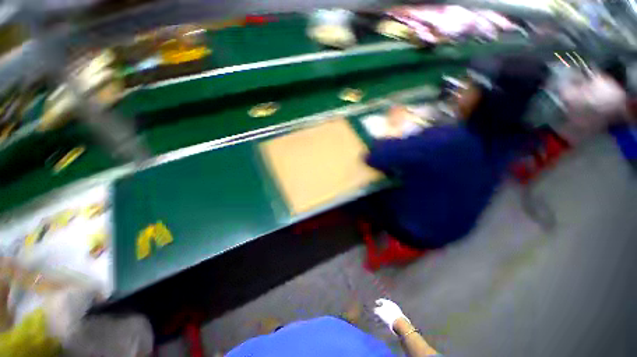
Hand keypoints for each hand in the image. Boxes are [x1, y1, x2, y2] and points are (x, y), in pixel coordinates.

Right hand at [374, 298, 408, 333]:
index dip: (378, 302)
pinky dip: (388, 319)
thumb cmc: (387, 316)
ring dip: (384, 316)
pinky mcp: (399, 316)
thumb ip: (375, 310)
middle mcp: (392, 304)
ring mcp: (396, 310)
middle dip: (380, 310)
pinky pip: (392, 316)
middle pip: (385, 306)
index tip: (375, 303)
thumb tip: (375, 310)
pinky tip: (386, 323)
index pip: (381, 300)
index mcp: (387, 301)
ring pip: (388, 312)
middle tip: (376, 314)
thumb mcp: (379, 312)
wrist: (399, 323)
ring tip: (380, 321)